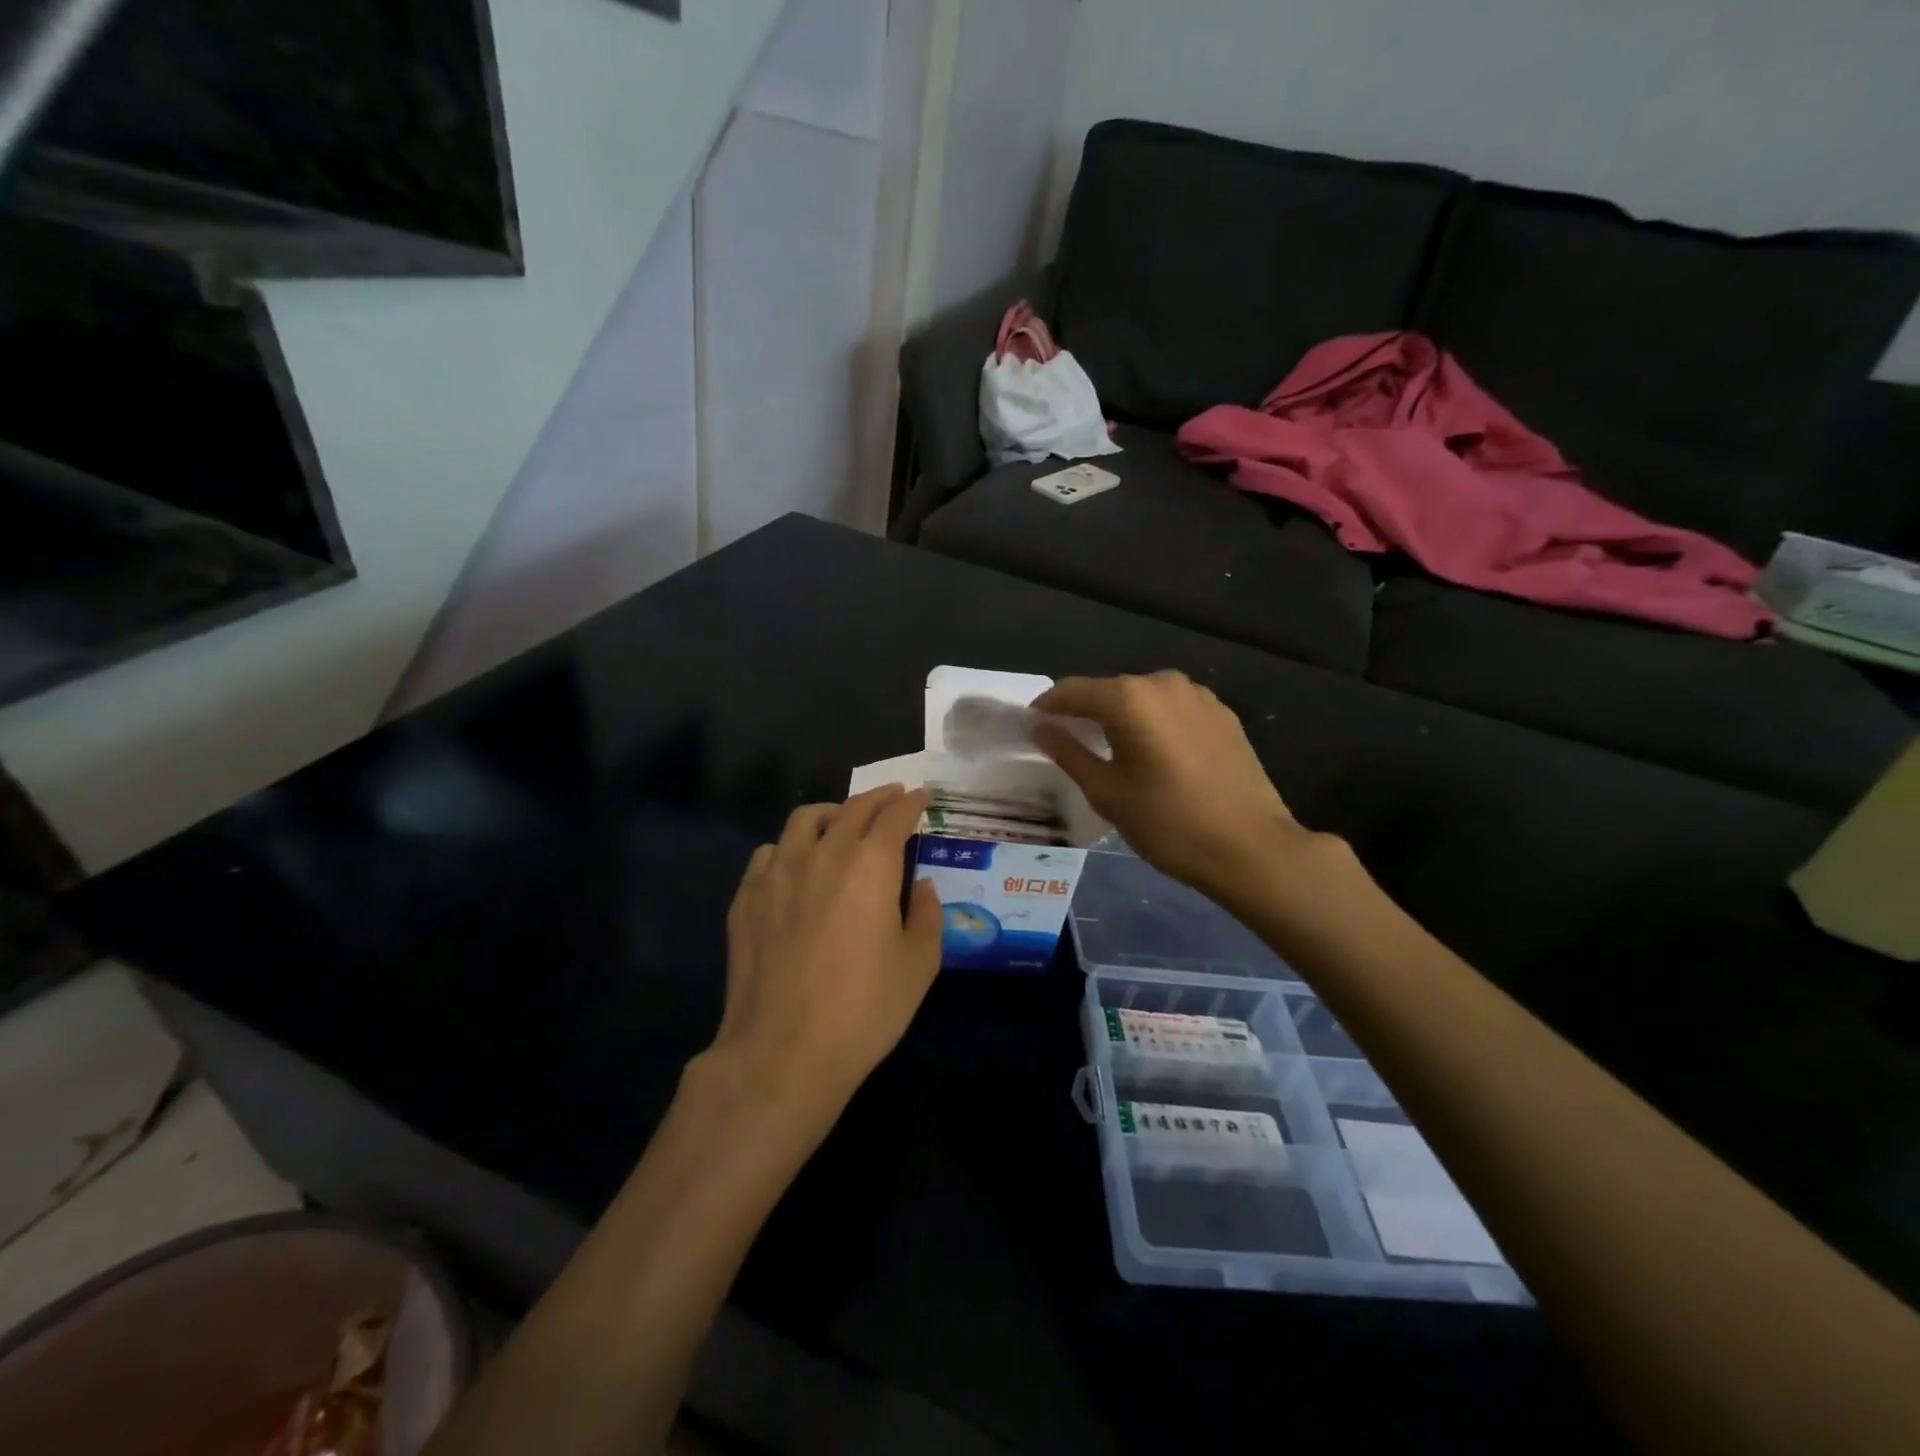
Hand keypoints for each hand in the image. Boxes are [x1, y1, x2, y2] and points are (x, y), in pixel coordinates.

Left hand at [712, 784, 942, 1117]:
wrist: (782, 1051)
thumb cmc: (863, 1009)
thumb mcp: (919, 965)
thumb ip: (927, 915)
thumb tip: (920, 887)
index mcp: (870, 865)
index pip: (895, 816)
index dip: (912, 802)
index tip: (922, 797)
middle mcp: (823, 854)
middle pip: (852, 809)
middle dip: (877, 798)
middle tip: (892, 798)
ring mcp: (778, 873)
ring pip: (804, 820)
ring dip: (831, 813)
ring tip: (841, 823)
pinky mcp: (746, 897)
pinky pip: (769, 853)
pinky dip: (790, 848)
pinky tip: (795, 866)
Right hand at [1033, 672, 1315, 898]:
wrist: (1251, 848)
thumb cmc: (1169, 823)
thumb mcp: (1107, 793)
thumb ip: (1068, 753)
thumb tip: (1041, 728)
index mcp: (1130, 698)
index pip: (1072, 691)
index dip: (1047, 707)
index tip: (1031, 727)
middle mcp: (1163, 683)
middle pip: (1109, 691)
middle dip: (1084, 713)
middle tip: (1068, 743)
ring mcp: (1198, 696)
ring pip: (1143, 699)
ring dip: (1121, 718)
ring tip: (1110, 751)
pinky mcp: (1222, 714)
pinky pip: (1172, 710)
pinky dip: (1153, 723)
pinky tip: (1153, 755)